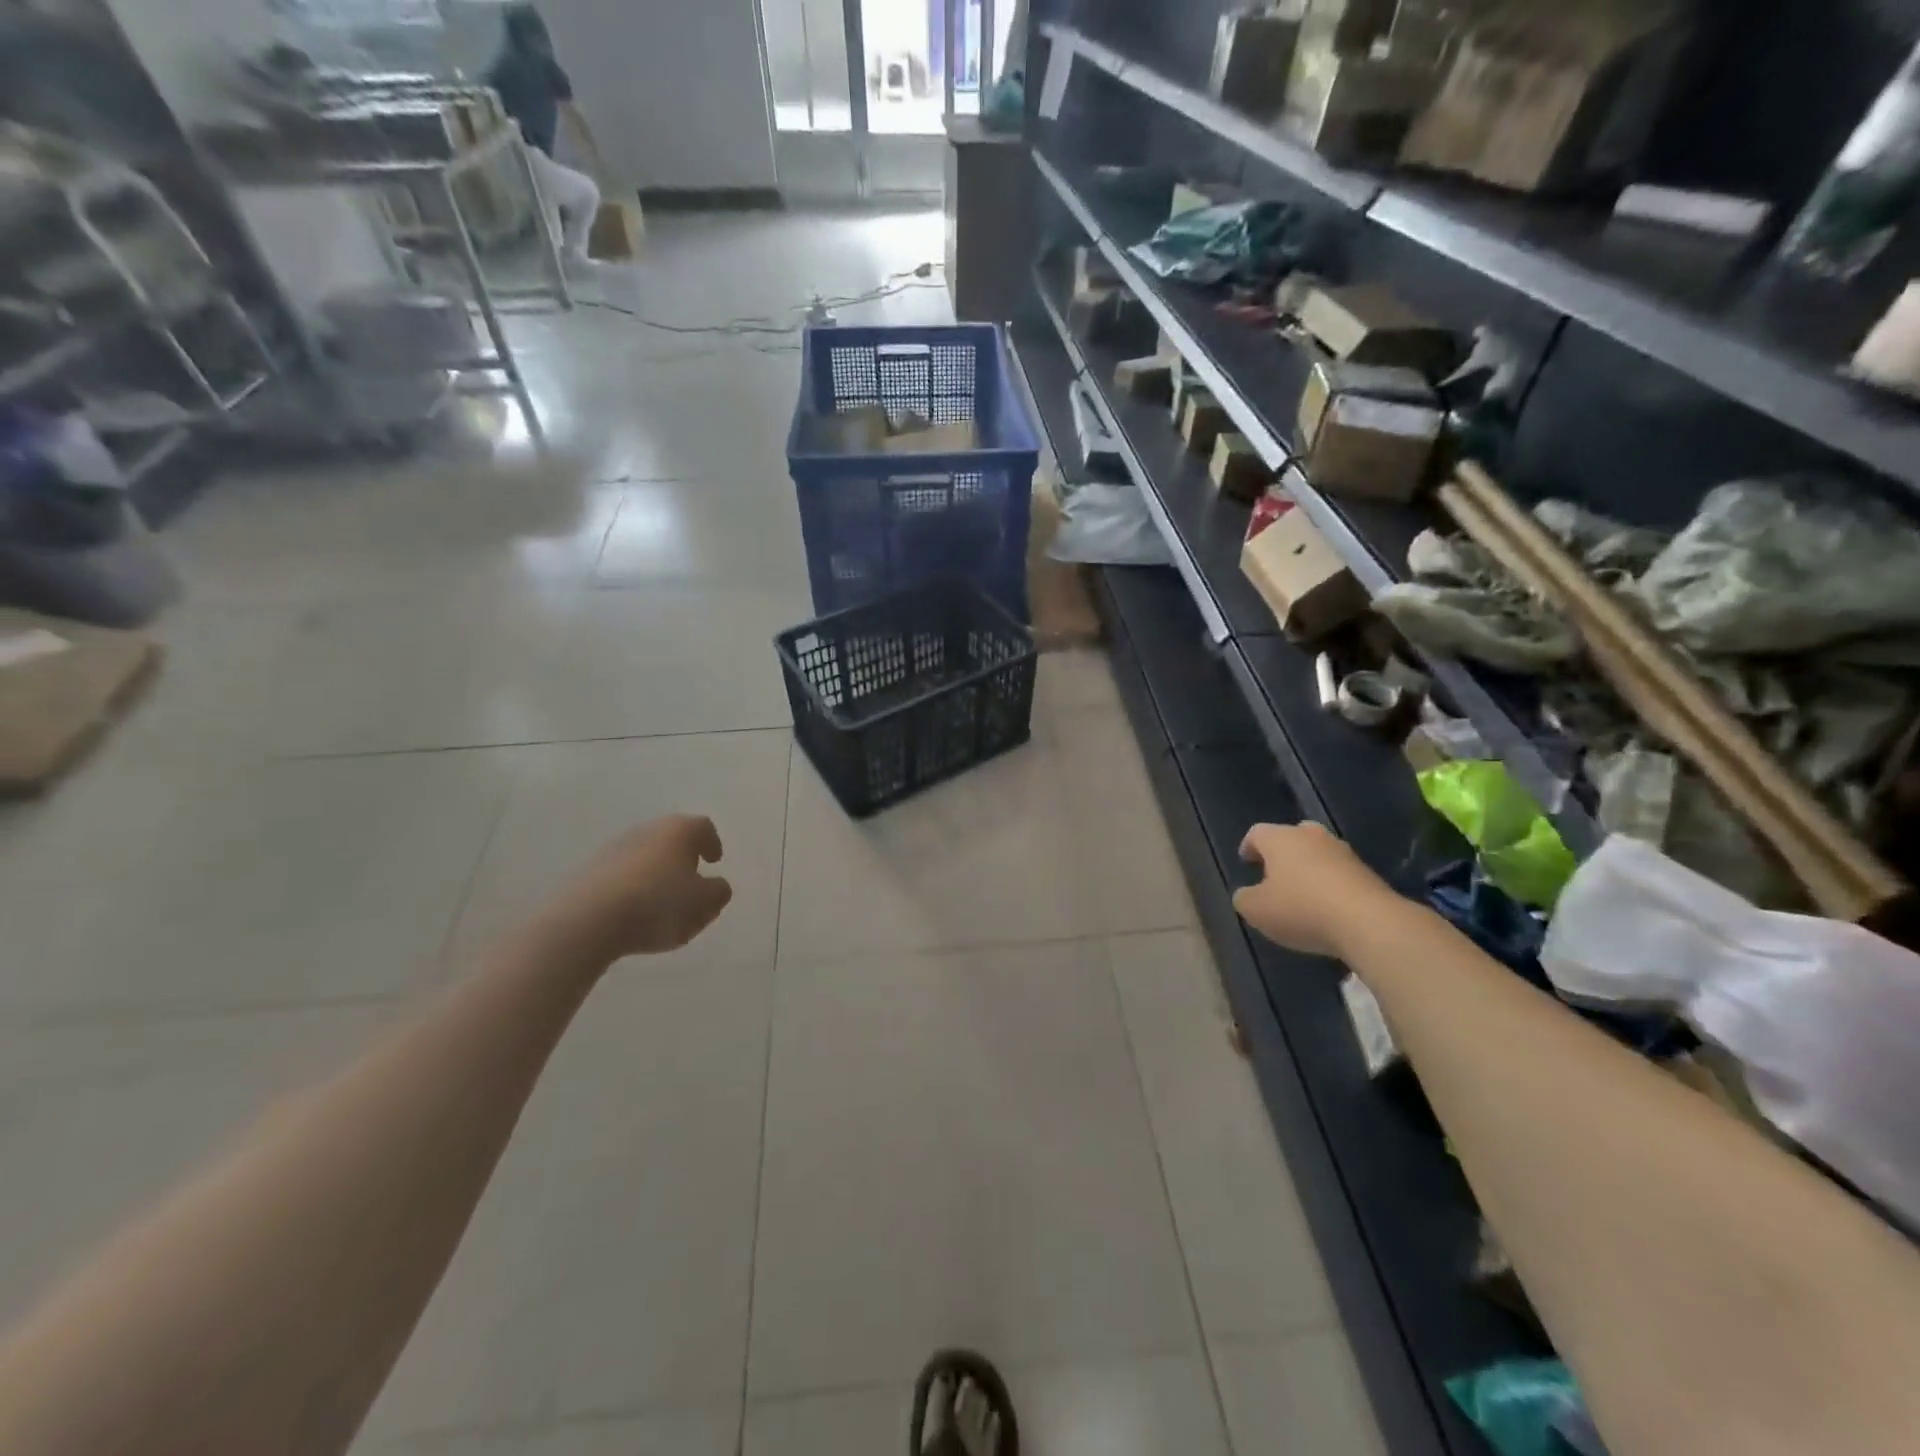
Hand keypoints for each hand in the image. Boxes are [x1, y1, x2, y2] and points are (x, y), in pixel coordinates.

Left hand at [550, 815, 732, 962]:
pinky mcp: (589, 871)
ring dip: (657, 876)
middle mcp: (647, 830)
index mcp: (679, 830)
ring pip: (645, 858)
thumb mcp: (704, 904)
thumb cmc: (657, 904)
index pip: (703, 827)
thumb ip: (718, 893)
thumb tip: (716, 886)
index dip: (712, 843)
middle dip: (683, 860)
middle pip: (672, 840)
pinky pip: (622, 877)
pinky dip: (633, 890)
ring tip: (662, 907)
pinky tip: (634, 915)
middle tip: (691, 885)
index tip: (714, 861)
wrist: (587, 920)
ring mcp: (614, 848)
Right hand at [1233, 822, 1391, 958]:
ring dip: (1308, 869)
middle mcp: (1311, 836)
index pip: (1257, 833)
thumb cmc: (1301, 909)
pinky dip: (1329, 885)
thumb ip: (1244, 898)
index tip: (1246, 861)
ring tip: (1301, 894)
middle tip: (1274, 874)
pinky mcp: (1368, 873)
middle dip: (1282, 853)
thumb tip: (1247, 894)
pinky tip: (1326, 909)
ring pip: (1318, 854)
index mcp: (1280, 839)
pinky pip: (1339, 874)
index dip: (1248, 847)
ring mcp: (1343, 852)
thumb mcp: (1256, 910)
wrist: (1370, 923)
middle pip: (1292, 836)